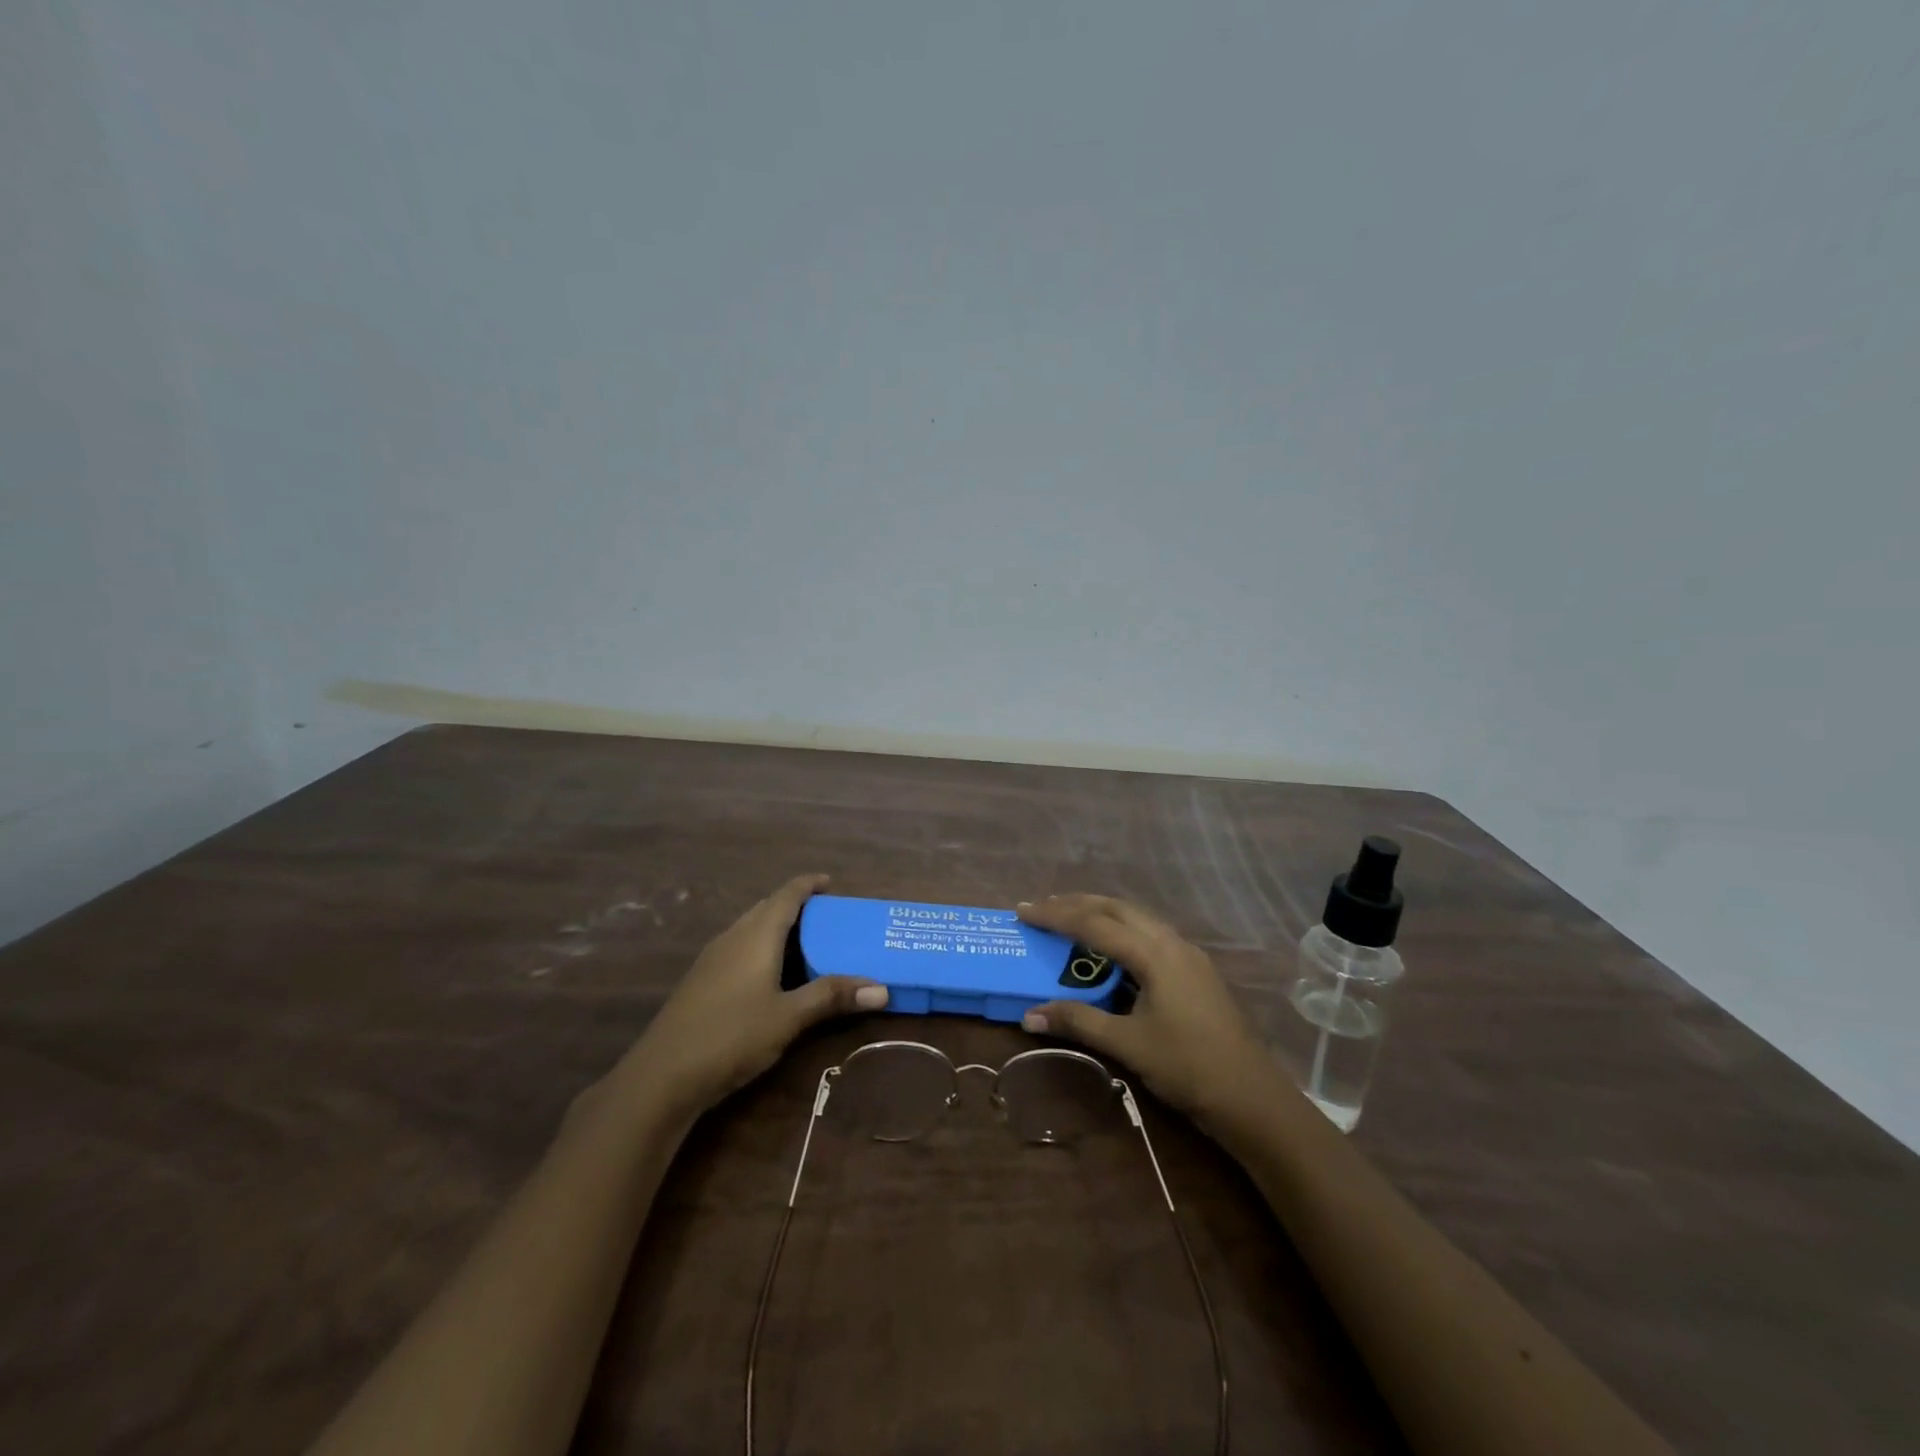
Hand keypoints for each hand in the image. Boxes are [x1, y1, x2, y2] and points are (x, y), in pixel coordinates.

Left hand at [614, 875, 886, 1117]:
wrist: (661, 1076)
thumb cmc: (731, 1035)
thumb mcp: (789, 1017)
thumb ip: (832, 997)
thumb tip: (882, 988)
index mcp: (756, 935)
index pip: (786, 895)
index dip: (808, 884)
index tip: (830, 882)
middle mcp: (733, 937)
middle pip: (767, 908)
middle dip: (796, 906)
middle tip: (827, 918)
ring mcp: (712, 959)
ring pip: (750, 929)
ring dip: (777, 928)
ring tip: (806, 944)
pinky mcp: (701, 982)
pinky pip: (739, 948)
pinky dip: (762, 948)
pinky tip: (771, 976)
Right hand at [1016, 893, 1278, 1120]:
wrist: (1252, 1096)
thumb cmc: (1188, 1067)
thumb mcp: (1128, 1044)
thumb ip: (1079, 1022)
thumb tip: (1029, 1015)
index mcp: (1155, 953)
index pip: (1094, 924)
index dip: (1055, 916)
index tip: (1023, 910)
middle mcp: (1172, 942)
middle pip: (1117, 908)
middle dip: (1077, 904)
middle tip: (1043, 907)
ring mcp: (1188, 955)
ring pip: (1136, 918)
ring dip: (1101, 914)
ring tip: (1070, 919)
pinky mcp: (1195, 970)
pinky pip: (1150, 935)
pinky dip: (1121, 931)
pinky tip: (1110, 949)